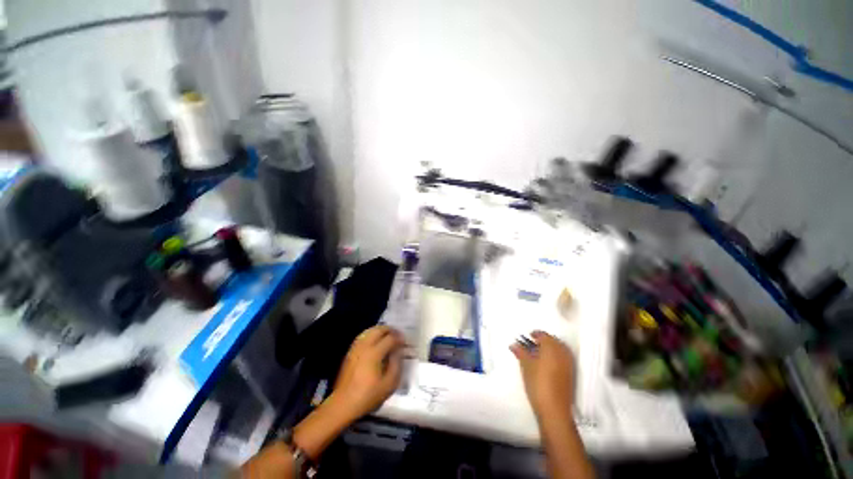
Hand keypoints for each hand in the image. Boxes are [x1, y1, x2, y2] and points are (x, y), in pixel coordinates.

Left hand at [331, 325, 404, 421]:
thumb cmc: (368, 396)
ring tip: (387, 336)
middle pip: (379, 330)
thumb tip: (398, 352)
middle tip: (397, 335)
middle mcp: (364, 346)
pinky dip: (371, 334)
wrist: (343, 404)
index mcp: (374, 353)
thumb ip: (396, 365)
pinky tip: (375, 341)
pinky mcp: (350, 352)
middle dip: (390, 330)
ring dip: (380, 330)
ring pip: (369, 330)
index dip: (399, 338)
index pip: (390, 338)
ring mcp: (356, 348)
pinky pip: (362, 336)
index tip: (404, 342)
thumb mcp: (388, 385)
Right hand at [511, 330, 575, 418]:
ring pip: (559, 350)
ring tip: (537, 355)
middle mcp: (562, 352)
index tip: (527, 338)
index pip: (543, 335)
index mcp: (551, 347)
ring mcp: (569, 364)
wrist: (554, 409)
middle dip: (542, 341)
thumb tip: (514, 344)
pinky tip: (546, 364)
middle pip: (552, 341)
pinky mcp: (571, 374)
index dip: (534, 334)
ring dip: (549, 349)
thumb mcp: (525, 365)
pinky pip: (563, 358)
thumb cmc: (537, 383)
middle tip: (531, 346)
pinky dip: (555, 357)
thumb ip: (520, 352)